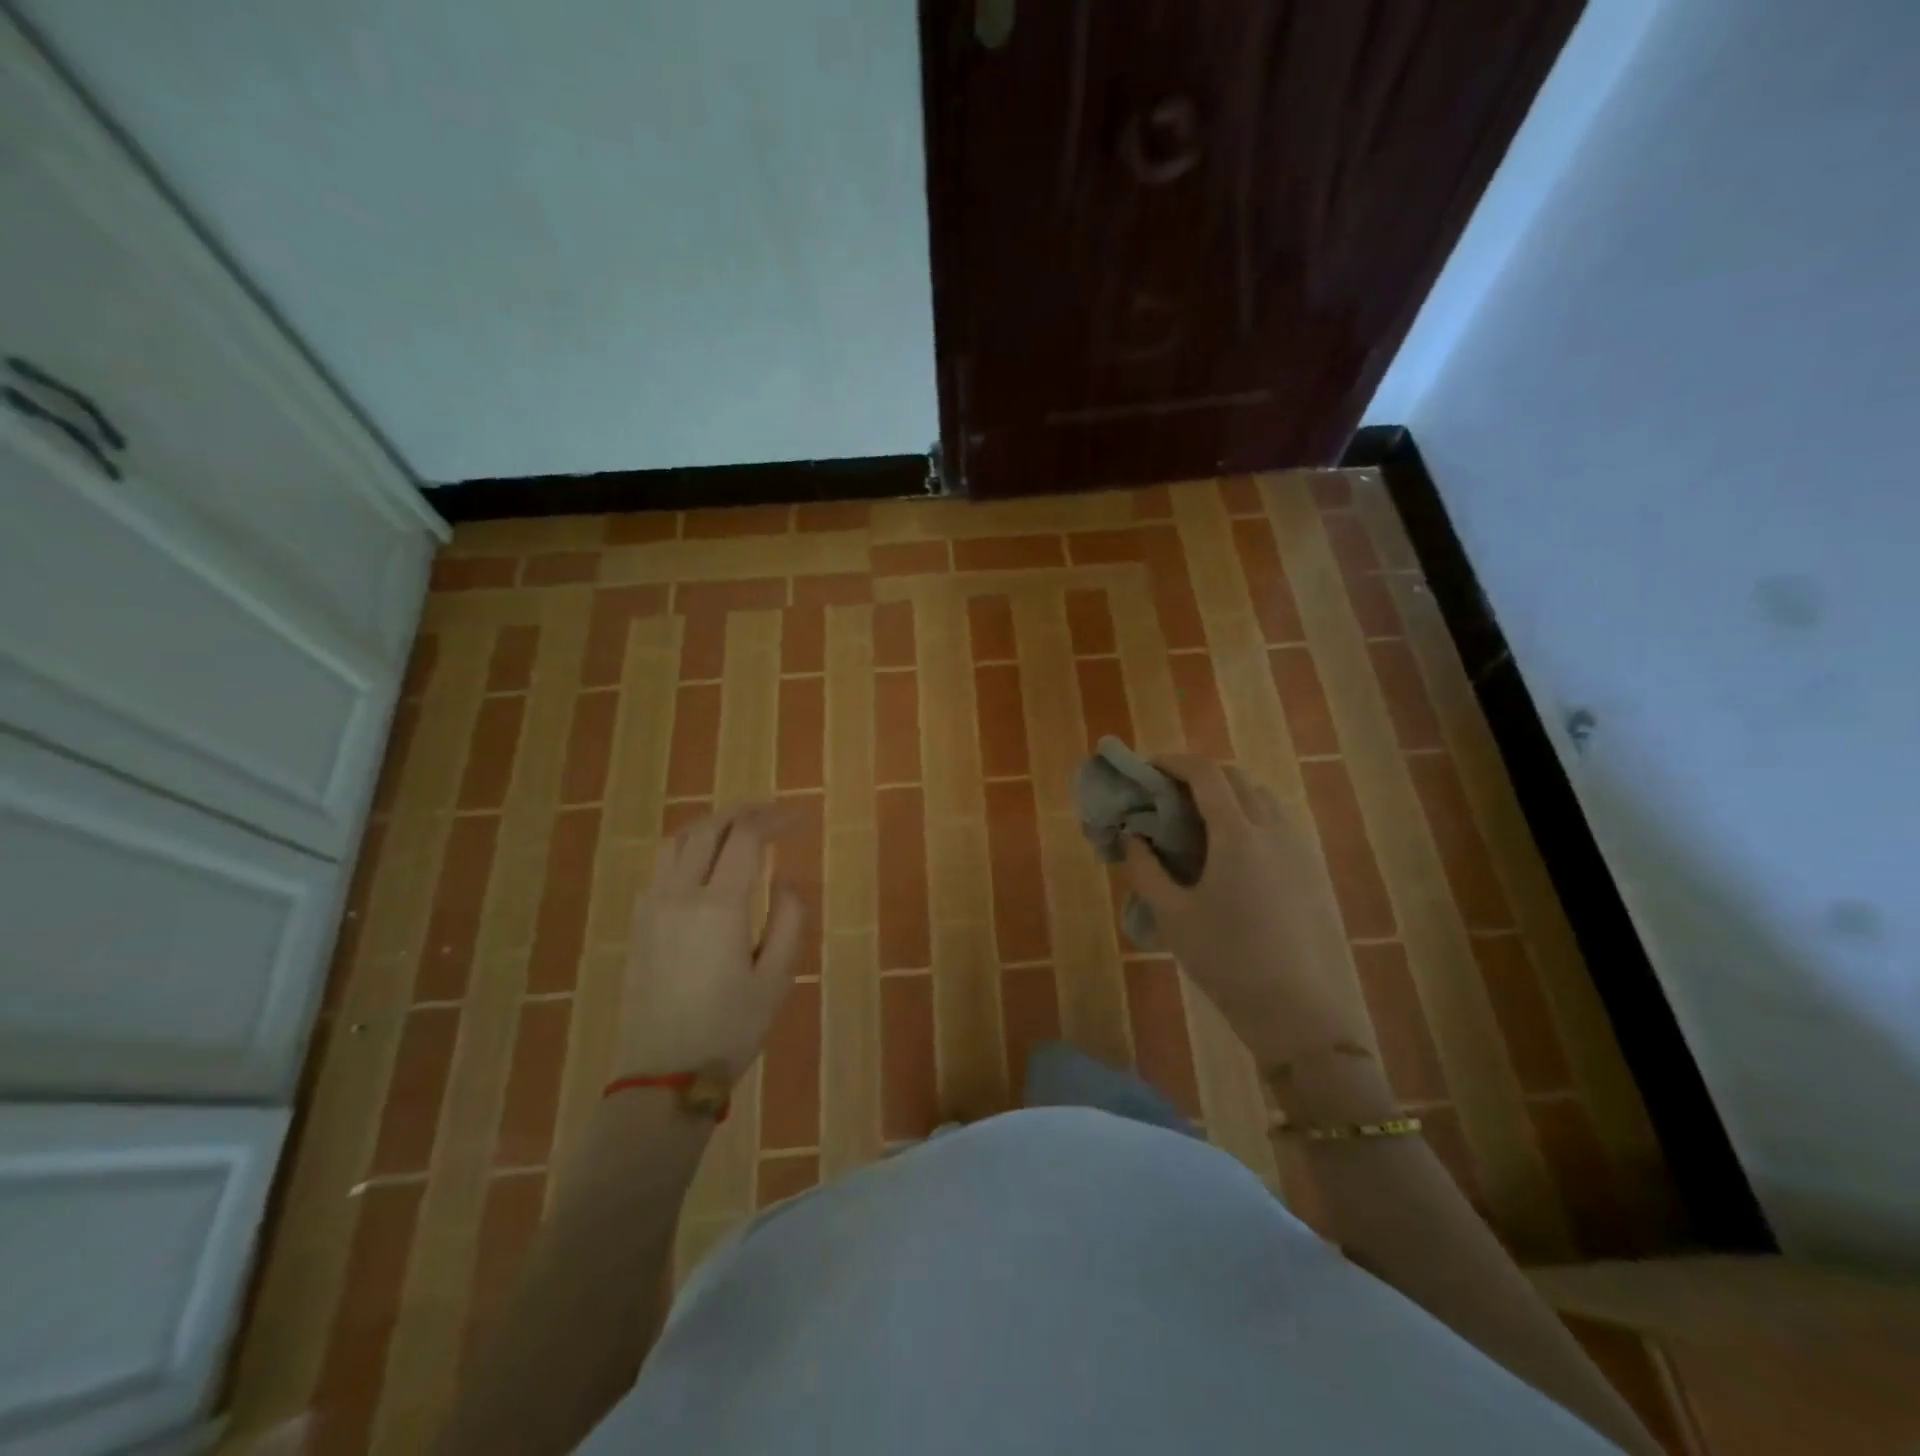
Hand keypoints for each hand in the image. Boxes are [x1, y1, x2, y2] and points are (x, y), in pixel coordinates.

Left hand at [616, 803, 807, 1081]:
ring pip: (677, 841)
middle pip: (708, 828)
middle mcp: (680, 895)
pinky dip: (688, 848)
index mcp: (719, 906)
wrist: (662, 1077)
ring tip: (738, 832)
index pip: (745, 837)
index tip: (798, 820)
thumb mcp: (777, 979)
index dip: (774, 818)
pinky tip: (705, 866)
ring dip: (711, 825)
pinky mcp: (639, 924)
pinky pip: (661, 866)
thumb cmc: (729, 1029)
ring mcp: (652, 908)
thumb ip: (788, 920)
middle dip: (743, 813)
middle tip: (773, 815)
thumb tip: (786, 880)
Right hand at [1122, 756, 1376, 1075]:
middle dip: (1200, 776)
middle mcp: (1274, 829)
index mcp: (1237, 834)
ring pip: (1263, 799)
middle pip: (1237, 779)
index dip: (1174, 762)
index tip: (1148, 768)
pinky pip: (1278, 824)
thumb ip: (1146, 869)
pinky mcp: (1312, 871)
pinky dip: (1250, 817)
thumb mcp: (1172, 916)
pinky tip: (1231, 853)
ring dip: (1228, 795)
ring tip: (1198, 822)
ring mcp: (1299, 849)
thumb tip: (1134, 837)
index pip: (1206, 774)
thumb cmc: (1227, 960)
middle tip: (1168, 796)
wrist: (1300, 1012)